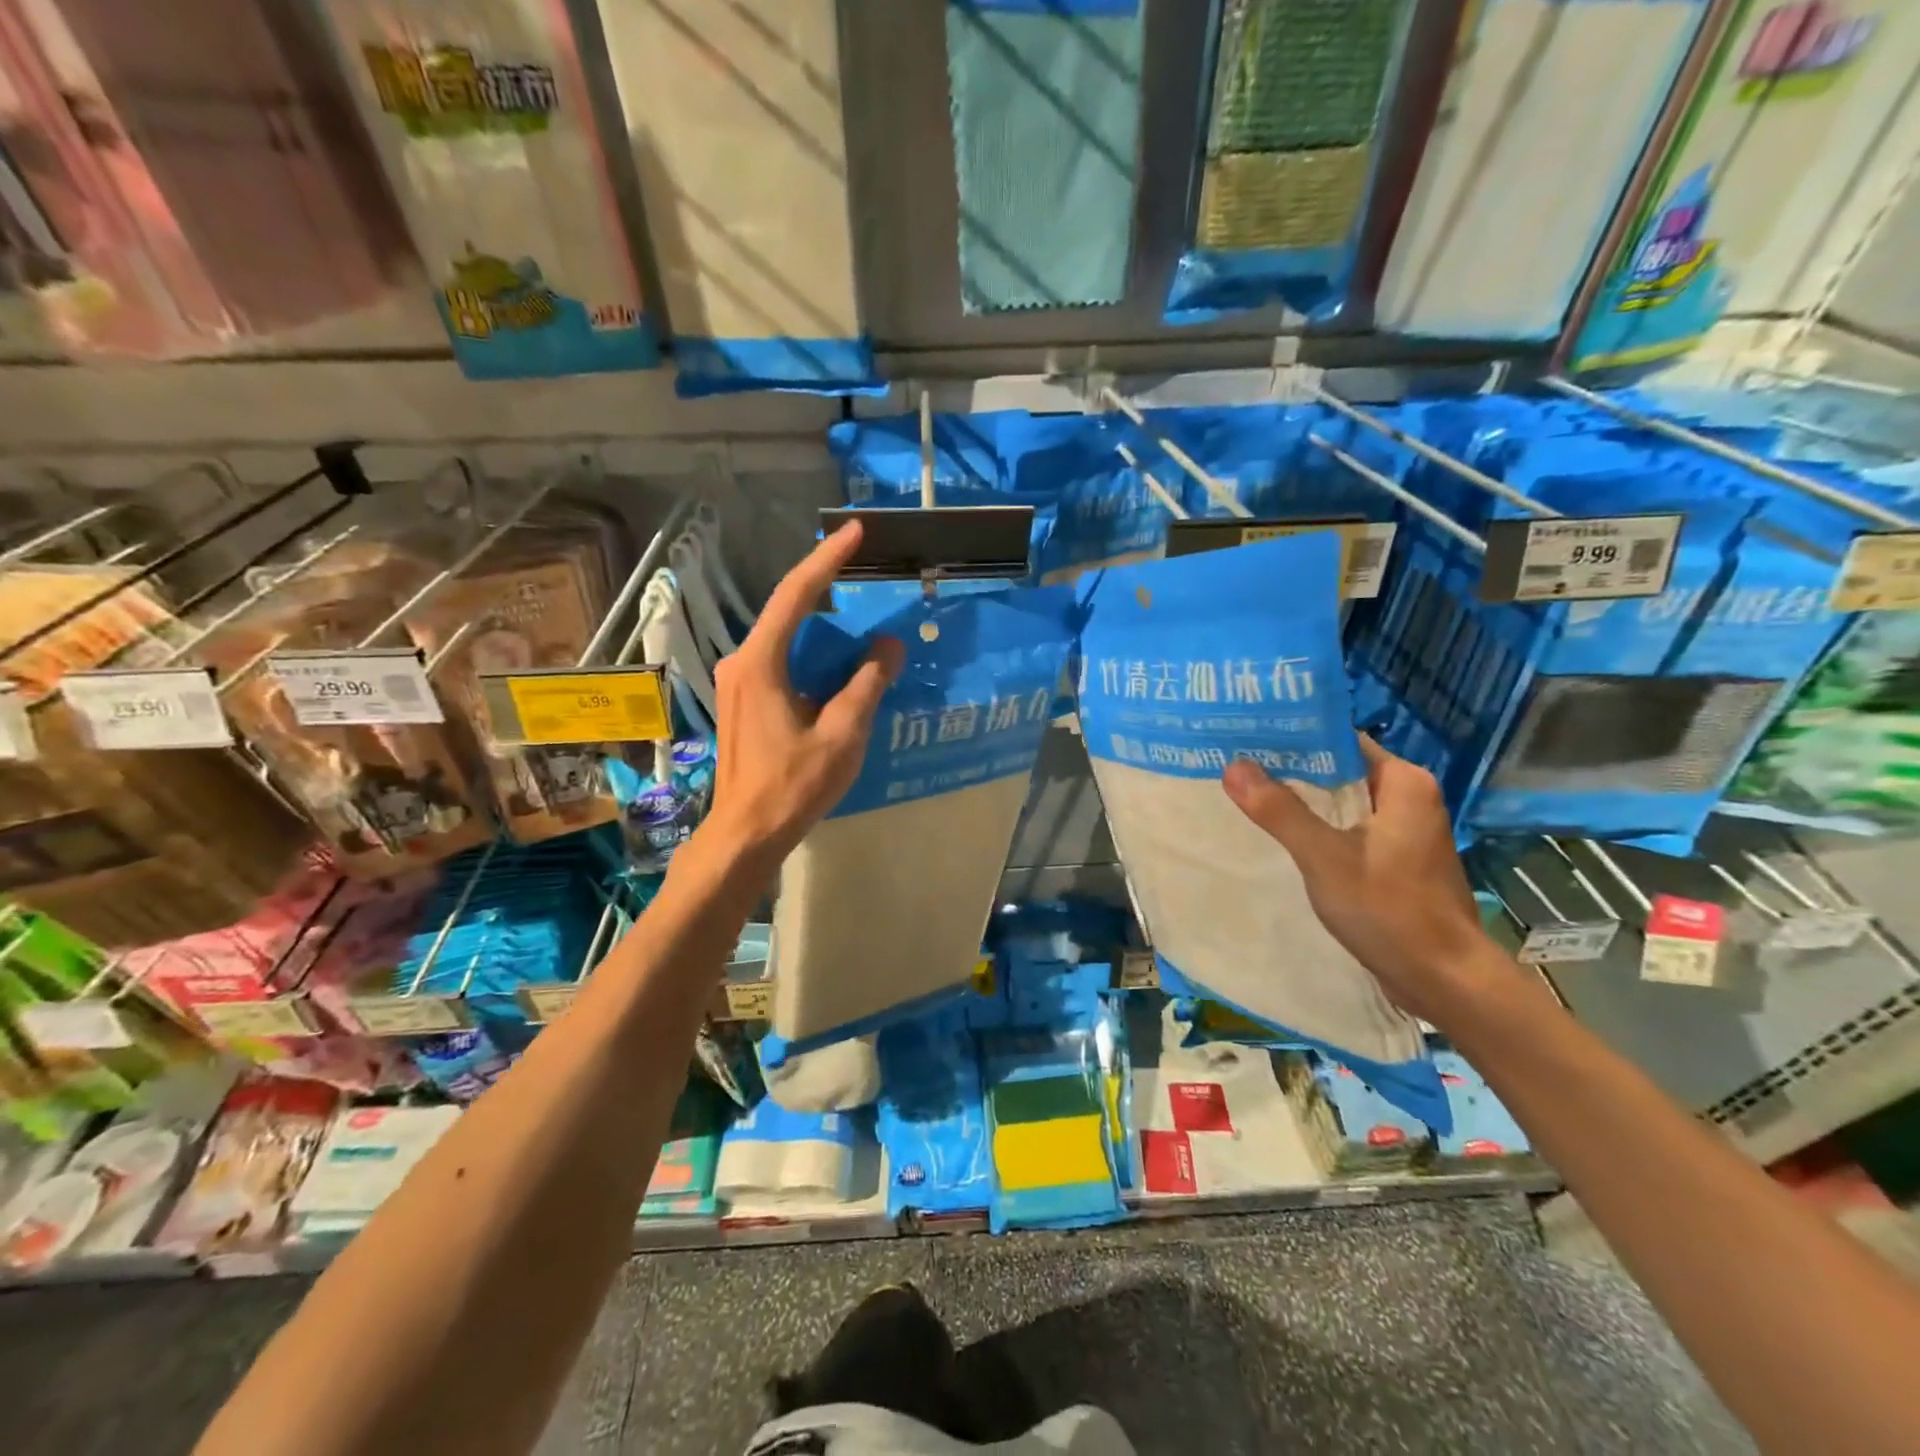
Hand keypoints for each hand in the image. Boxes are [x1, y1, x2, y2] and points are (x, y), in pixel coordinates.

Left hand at [703, 522, 903, 869]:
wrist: (746, 833)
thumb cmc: (793, 785)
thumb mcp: (842, 734)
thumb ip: (867, 684)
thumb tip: (888, 645)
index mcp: (760, 662)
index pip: (797, 594)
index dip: (828, 559)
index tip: (855, 531)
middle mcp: (742, 662)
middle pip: (788, 611)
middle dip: (827, 587)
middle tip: (864, 569)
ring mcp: (739, 682)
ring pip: (786, 638)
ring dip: (822, 626)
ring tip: (861, 617)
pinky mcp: (745, 702)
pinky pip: (783, 661)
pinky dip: (812, 653)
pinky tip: (839, 663)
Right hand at [1221, 737, 1508, 1024]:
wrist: (1443, 979)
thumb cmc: (1389, 909)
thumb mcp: (1325, 857)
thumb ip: (1279, 811)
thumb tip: (1233, 766)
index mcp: (1403, 782)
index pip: (1338, 740)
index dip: (1292, 737)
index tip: (1245, 735)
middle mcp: (1407, 797)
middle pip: (1337, 769)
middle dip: (1288, 769)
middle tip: (1233, 763)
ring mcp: (1403, 829)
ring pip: (1341, 800)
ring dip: (1300, 799)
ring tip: (1245, 791)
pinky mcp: (1395, 858)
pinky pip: (1347, 827)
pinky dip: (1316, 826)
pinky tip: (1279, 832)